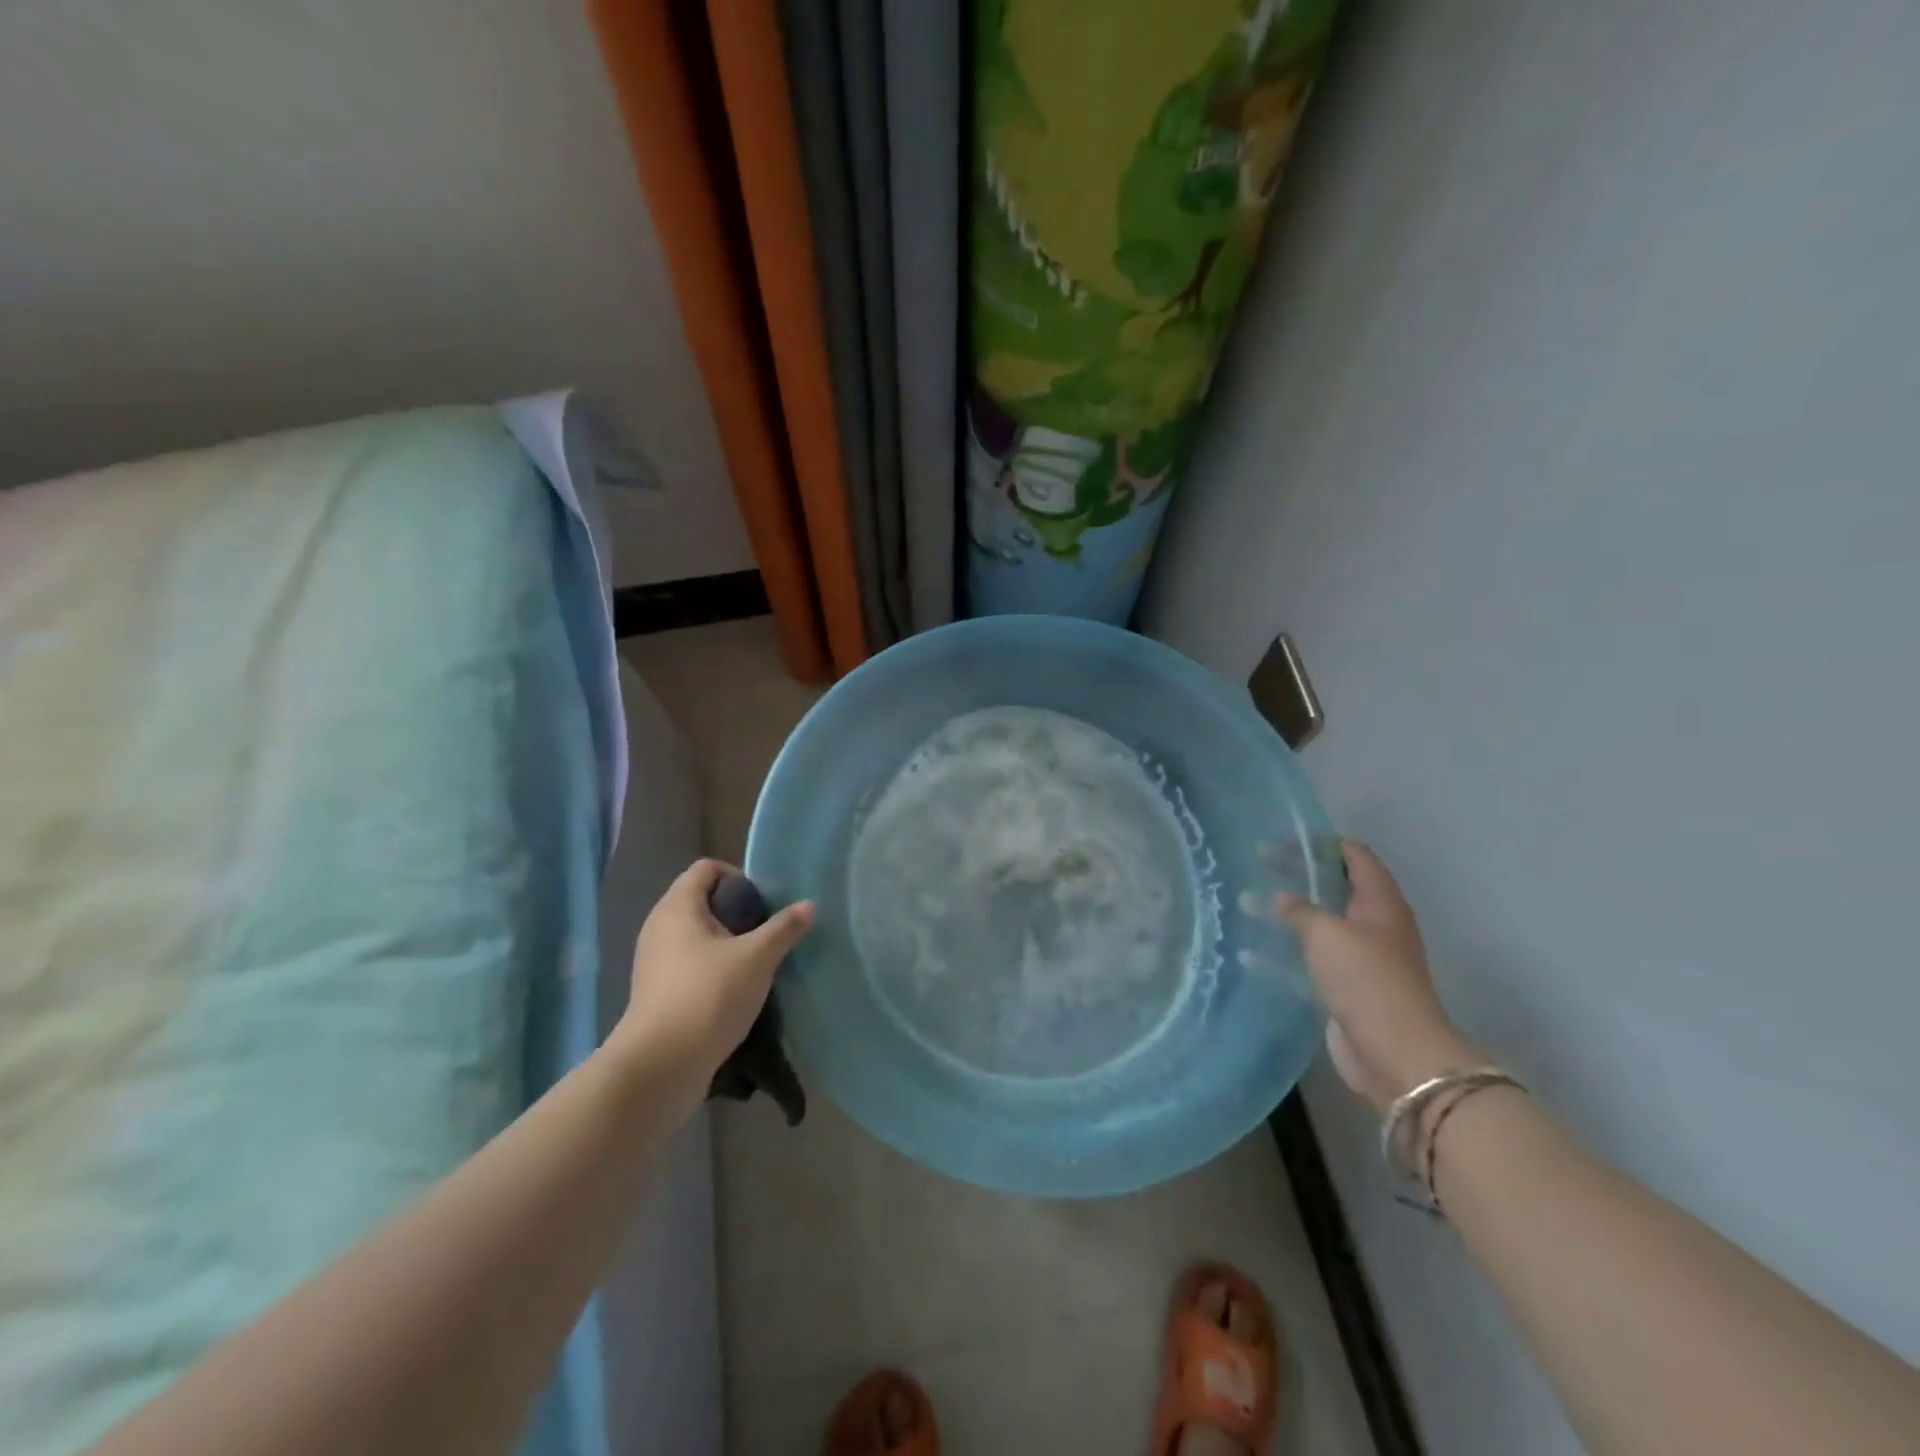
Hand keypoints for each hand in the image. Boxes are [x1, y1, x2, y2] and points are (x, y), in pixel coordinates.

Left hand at [612, 859, 813, 1115]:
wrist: (660, 1067)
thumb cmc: (708, 996)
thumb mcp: (757, 958)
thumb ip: (784, 928)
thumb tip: (809, 905)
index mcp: (677, 907)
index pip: (707, 868)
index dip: (738, 876)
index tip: (762, 903)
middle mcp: (659, 926)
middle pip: (702, 900)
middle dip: (737, 911)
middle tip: (765, 932)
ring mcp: (653, 960)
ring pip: (696, 934)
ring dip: (727, 942)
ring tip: (756, 962)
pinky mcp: (656, 990)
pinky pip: (689, 962)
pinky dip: (712, 966)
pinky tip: (735, 989)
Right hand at [1278, 840, 1476, 1113]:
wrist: (1395, 1052)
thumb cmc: (1365, 978)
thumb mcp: (1326, 933)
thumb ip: (1299, 910)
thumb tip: (1279, 897)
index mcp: (1380, 901)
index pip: (1354, 854)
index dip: (1320, 844)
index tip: (1281, 841)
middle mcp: (1376, 924)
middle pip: (1337, 886)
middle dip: (1300, 875)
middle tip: (1261, 866)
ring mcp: (1364, 957)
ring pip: (1323, 923)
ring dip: (1291, 914)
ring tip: (1251, 903)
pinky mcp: (1349, 987)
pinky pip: (1313, 959)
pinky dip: (1286, 953)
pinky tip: (1253, 954)